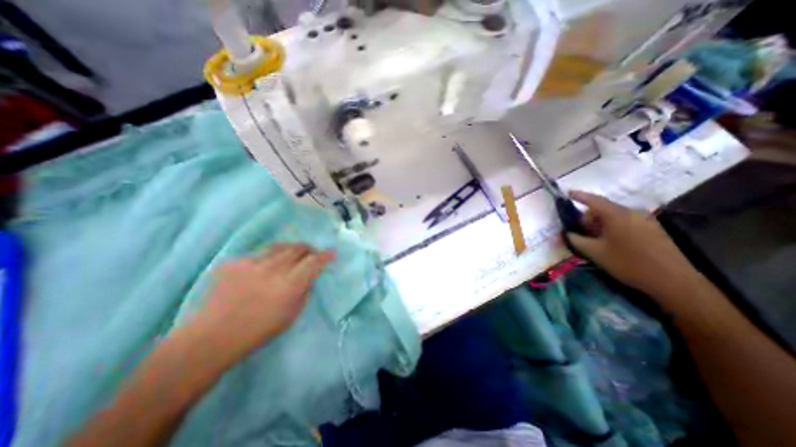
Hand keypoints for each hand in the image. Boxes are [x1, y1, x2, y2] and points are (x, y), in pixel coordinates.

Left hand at [200, 245, 338, 356]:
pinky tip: (263, 268)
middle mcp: (272, 269)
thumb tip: (310, 276)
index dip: (325, 256)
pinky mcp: (234, 262)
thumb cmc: (258, 331)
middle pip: (298, 248)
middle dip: (309, 250)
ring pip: (279, 246)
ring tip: (292, 255)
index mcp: (289, 285)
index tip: (331, 253)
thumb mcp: (292, 315)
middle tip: (311, 254)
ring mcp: (251, 263)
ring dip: (290, 249)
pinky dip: (267, 258)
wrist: (211, 337)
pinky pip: (258, 254)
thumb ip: (304, 291)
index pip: (314, 262)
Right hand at [566, 190, 700, 300]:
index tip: (568, 193)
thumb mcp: (595, 252)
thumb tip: (566, 233)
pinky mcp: (652, 229)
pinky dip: (612, 228)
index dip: (579, 196)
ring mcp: (645, 220)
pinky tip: (611, 243)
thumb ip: (576, 240)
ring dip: (600, 225)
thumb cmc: (628, 263)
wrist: (673, 281)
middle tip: (581, 233)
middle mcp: (632, 213)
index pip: (594, 200)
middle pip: (603, 209)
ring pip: (614, 216)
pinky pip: (625, 222)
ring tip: (595, 241)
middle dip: (588, 218)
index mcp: (617, 215)